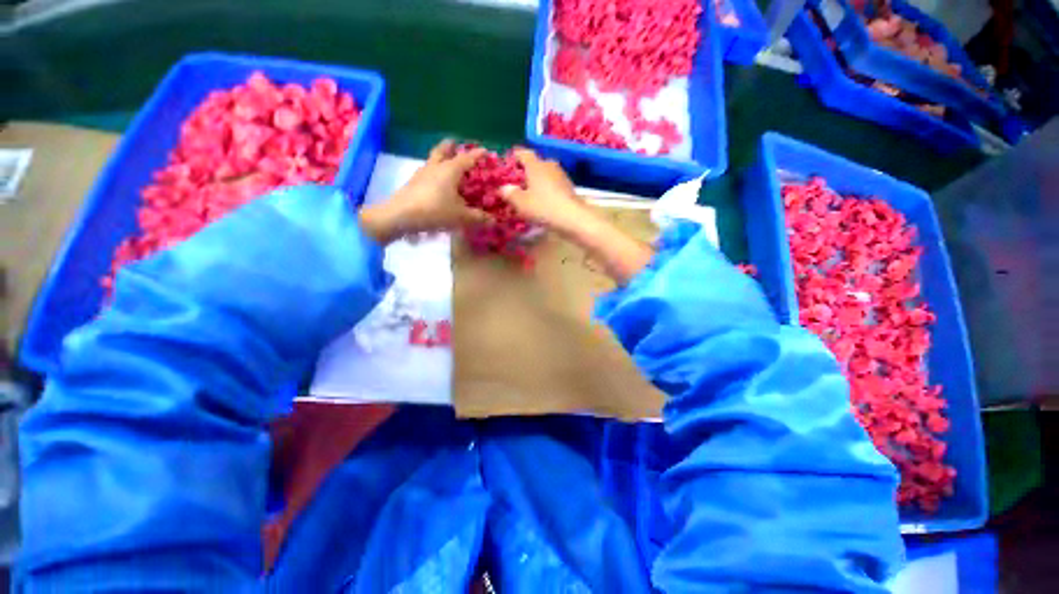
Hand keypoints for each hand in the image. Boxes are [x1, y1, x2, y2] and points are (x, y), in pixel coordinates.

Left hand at [360, 140, 488, 243]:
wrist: (400, 216)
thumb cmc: (435, 211)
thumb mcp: (461, 217)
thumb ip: (478, 218)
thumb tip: (494, 220)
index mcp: (450, 170)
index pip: (467, 157)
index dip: (477, 154)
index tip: (486, 151)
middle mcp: (436, 167)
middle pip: (443, 149)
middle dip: (451, 146)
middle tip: (457, 144)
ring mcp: (422, 173)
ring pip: (433, 159)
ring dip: (441, 157)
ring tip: (448, 164)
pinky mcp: (413, 182)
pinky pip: (427, 171)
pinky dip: (434, 172)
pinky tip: (437, 183)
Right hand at [499, 148, 590, 235]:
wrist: (572, 217)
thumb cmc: (543, 207)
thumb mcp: (521, 203)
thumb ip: (510, 193)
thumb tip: (503, 188)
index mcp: (536, 165)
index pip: (523, 153)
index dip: (514, 156)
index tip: (507, 163)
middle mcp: (549, 165)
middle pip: (535, 164)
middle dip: (526, 171)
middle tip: (517, 182)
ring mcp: (561, 175)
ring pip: (545, 174)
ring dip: (537, 181)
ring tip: (529, 193)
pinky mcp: (569, 187)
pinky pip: (553, 184)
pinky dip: (546, 189)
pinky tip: (543, 201)